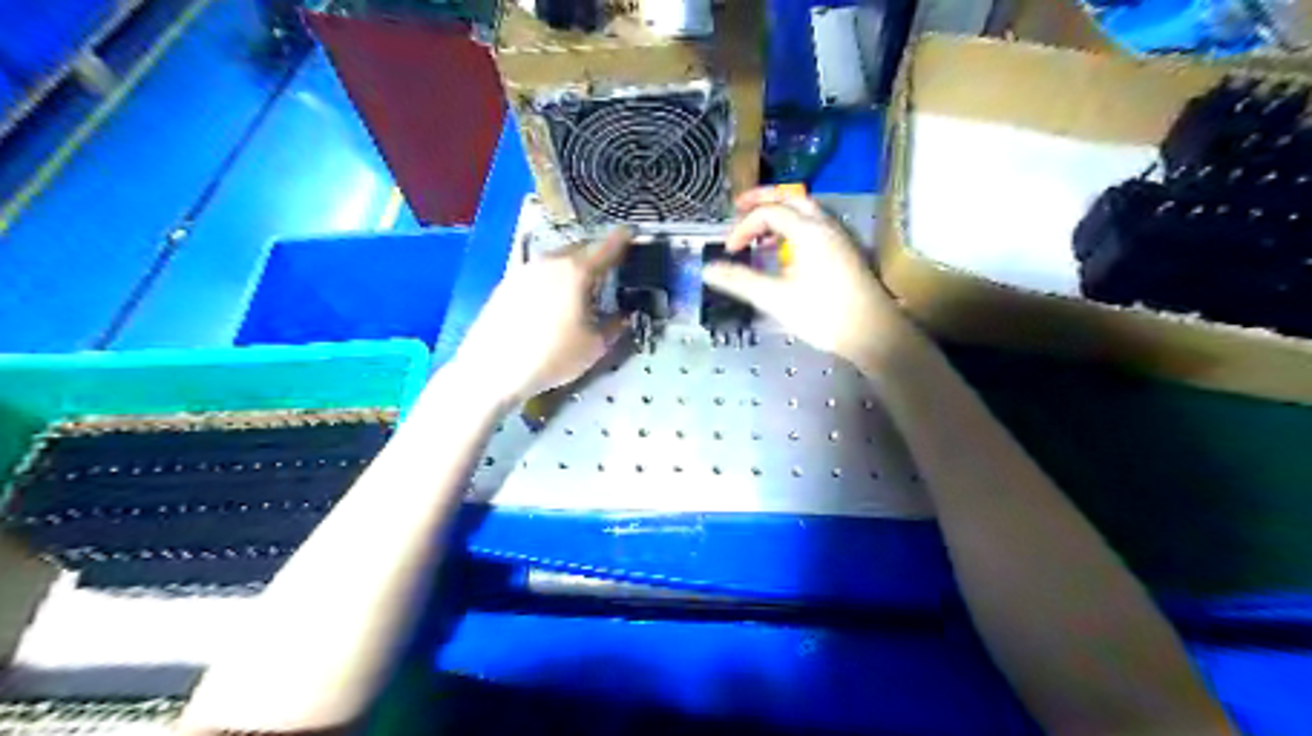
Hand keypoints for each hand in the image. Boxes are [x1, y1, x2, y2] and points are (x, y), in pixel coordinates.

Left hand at [453, 227, 631, 404]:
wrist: (492, 369)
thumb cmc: (551, 357)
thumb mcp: (594, 347)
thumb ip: (615, 326)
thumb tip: (625, 316)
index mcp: (576, 272)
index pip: (606, 248)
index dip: (622, 240)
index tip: (630, 233)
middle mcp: (549, 262)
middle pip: (579, 249)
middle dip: (595, 255)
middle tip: (607, 270)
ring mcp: (523, 270)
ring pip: (555, 260)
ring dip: (571, 267)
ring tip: (579, 287)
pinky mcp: (506, 284)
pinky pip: (536, 272)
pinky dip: (550, 278)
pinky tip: (550, 298)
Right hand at [701, 188, 907, 367]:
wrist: (873, 333)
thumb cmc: (823, 314)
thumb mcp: (775, 299)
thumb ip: (740, 281)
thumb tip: (707, 269)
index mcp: (807, 231)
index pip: (769, 212)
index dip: (744, 227)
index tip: (729, 250)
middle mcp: (825, 226)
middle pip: (791, 197)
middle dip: (763, 199)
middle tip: (739, 206)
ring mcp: (839, 237)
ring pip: (806, 210)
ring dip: (780, 212)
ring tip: (760, 230)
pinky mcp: (845, 252)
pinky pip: (816, 225)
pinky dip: (794, 225)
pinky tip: (786, 250)